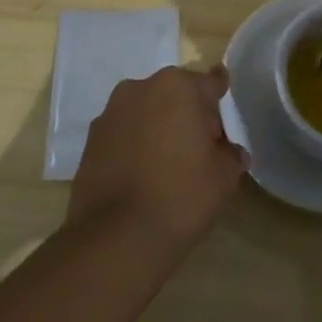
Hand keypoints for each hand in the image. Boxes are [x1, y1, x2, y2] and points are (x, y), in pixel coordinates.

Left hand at [67, 66, 246, 259]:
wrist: (116, 239)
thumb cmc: (180, 196)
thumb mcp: (223, 177)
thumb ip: (231, 155)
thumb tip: (231, 152)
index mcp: (179, 86)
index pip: (210, 83)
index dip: (220, 99)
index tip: (224, 113)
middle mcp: (142, 87)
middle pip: (176, 94)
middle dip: (189, 114)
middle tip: (200, 148)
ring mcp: (111, 112)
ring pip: (147, 111)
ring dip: (159, 127)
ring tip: (168, 164)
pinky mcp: (90, 140)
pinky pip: (124, 133)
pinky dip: (135, 145)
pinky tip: (142, 175)